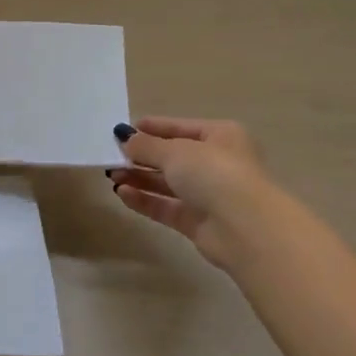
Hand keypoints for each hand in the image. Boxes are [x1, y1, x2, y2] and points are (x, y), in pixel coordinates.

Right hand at [109, 117, 278, 270]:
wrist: (245, 227)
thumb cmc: (214, 173)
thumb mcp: (175, 151)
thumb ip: (145, 145)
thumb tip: (124, 137)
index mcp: (221, 136)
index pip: (180, 128)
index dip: (152, 128)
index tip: (122, 130)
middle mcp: (216, 163)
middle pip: (172, 157)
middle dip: (141, 156)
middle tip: (111, 156)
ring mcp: (208, 194)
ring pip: (167, 183)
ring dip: (139, 178)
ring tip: (112, 175)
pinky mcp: (197, 221)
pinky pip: (165, 206)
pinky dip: (144, 199)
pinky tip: (122, 194)